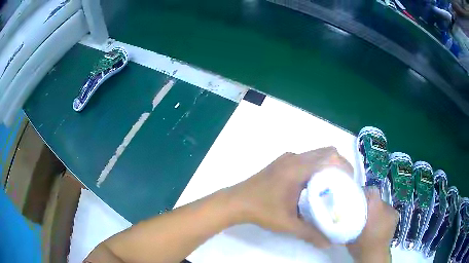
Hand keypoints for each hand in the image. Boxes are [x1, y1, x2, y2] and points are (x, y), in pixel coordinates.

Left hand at [226, 146, 353, 247]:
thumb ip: (310, 233)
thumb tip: (329, 243)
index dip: (344, 166)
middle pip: (326, 152)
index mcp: (298, 168)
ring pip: (316, 154)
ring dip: (327, 165)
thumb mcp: (288, 224)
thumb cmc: (261, 211)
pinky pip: (306, 158)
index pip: (330, 157)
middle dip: (339, 165)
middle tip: (344, 184)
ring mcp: (287, 158)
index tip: (350, 182)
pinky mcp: (282, 162)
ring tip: (332, 185)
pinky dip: (316, 166)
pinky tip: (314, 185)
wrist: (236, 201)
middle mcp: (294, 157)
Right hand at [346, 187, 398, 261]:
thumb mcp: (350, 233)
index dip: (364, 192)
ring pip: (382, 205)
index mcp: (376, 208)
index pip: (372, 191)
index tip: (356, 198)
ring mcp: (393, 212)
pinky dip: (382, 214)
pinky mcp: (395, 217)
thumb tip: (343, 214)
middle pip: (377, 198)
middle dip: (369, 203)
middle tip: (361, 211)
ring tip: (369, 218)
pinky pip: (388, 211)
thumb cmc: (362, 244)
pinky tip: (377, 222)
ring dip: (376, 209)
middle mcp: (387, 207)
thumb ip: (349, 221)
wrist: (375, 255)